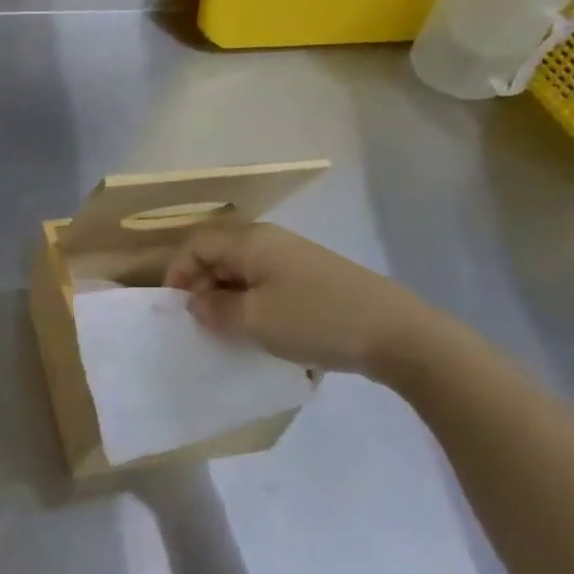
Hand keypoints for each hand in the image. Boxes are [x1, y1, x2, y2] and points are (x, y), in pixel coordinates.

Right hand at [165, 223, 440, 377]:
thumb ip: (215, 310)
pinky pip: (269, 284)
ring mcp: (296, 258)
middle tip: (201, 324)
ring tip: (229, 332)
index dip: (178, 273)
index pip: (197, 245)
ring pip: (245, 271)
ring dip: (229, 298)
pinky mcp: (315, 279)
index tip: (176, 309)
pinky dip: (254, 303)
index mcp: (251, 241)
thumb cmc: (314, 320)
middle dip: (202, 287)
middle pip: (220, 255)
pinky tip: (262, 330)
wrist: (396, 333)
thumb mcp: (253, 320)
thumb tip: (197, 303)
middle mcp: (271, 241)